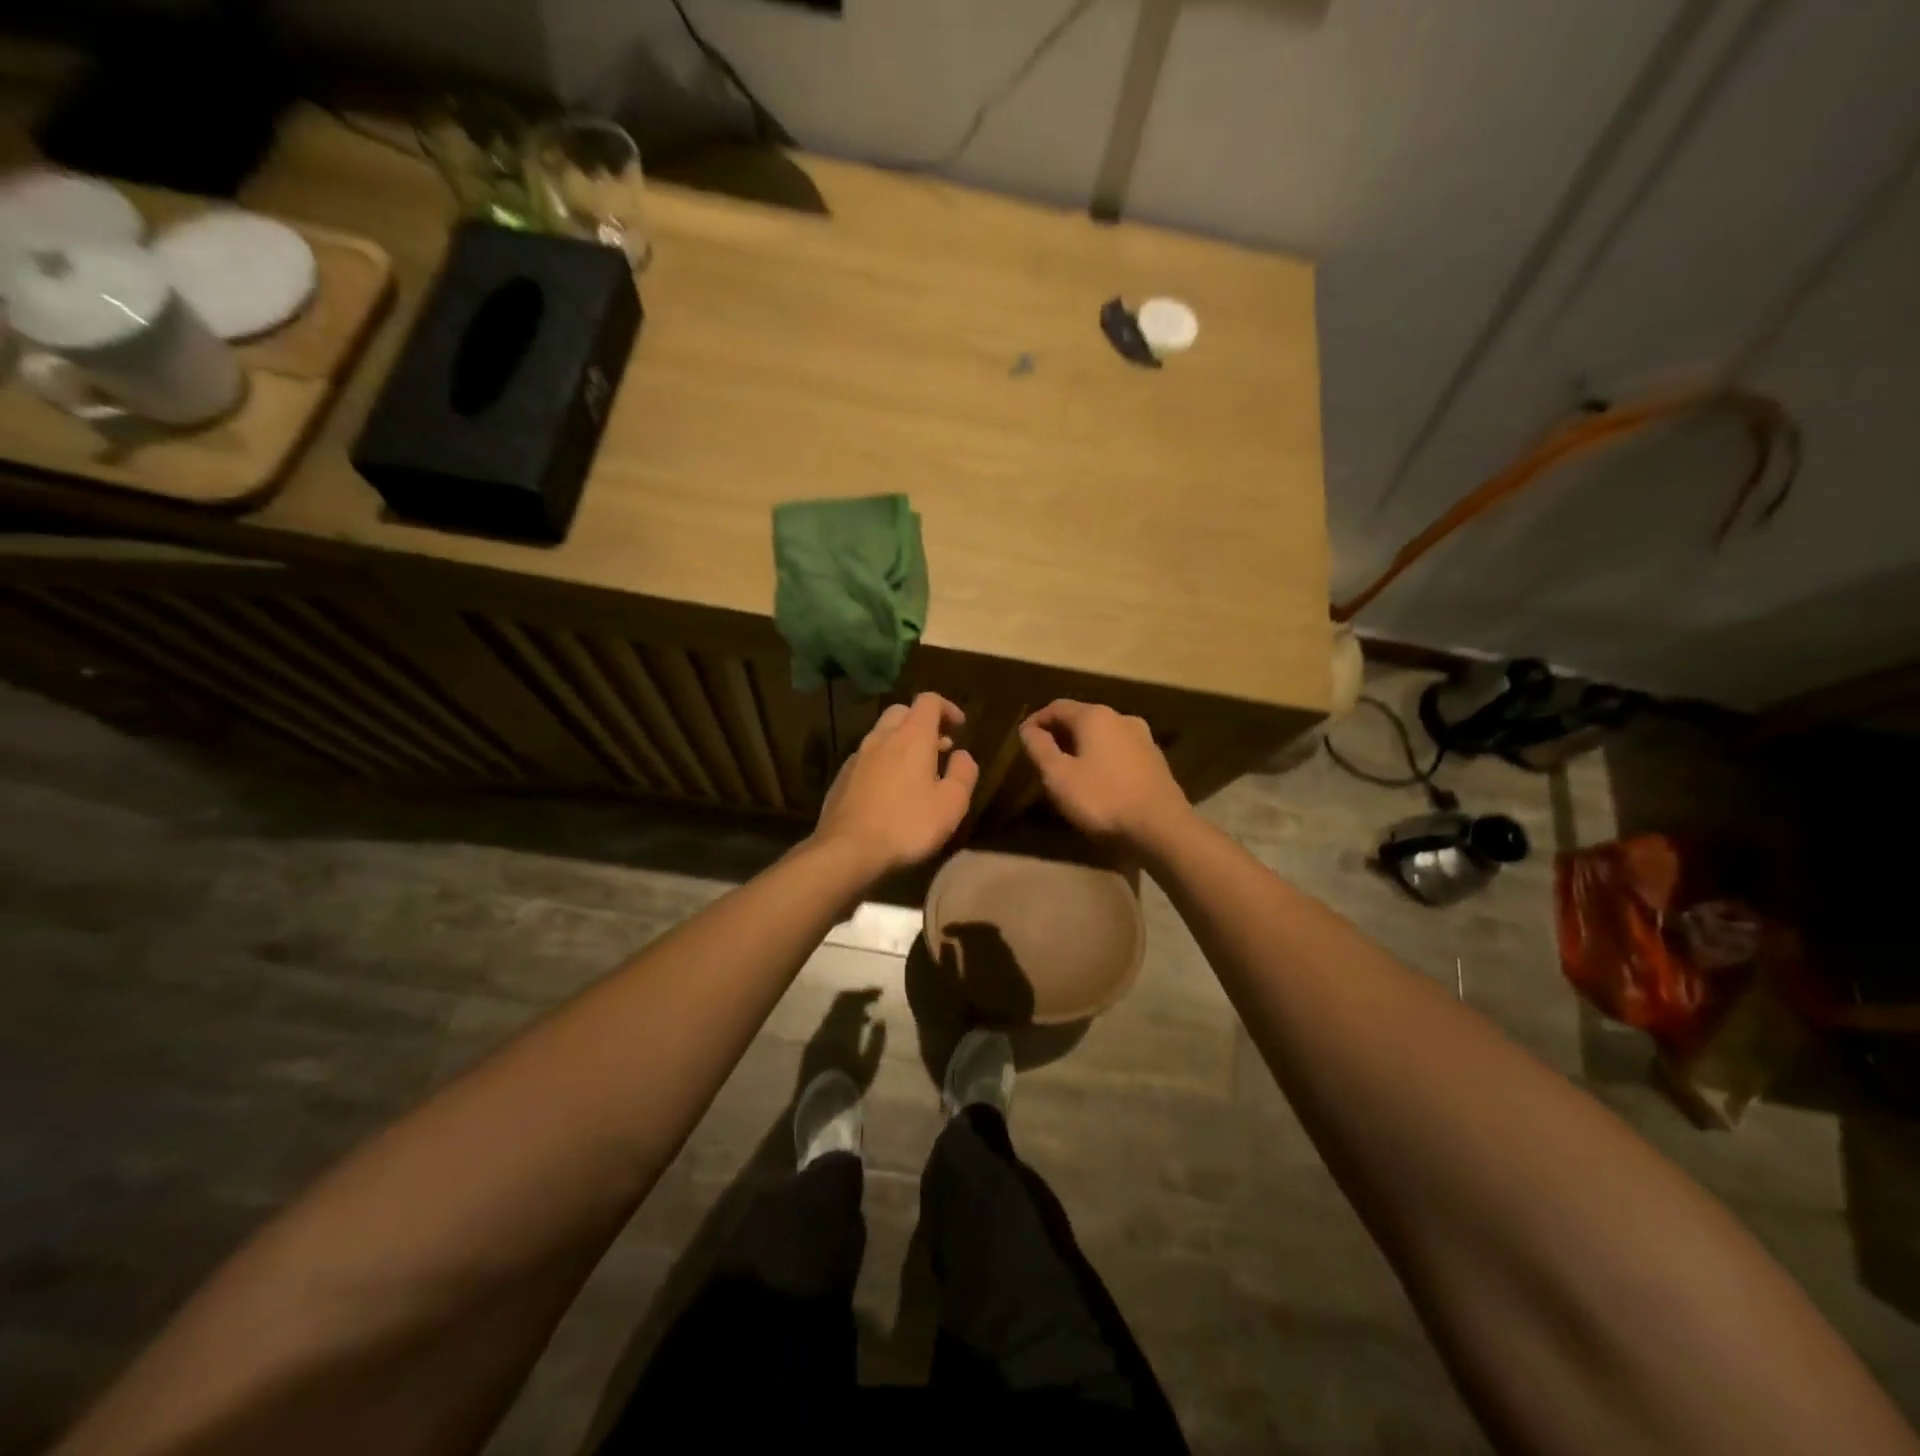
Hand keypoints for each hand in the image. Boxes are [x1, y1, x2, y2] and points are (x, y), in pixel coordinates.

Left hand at [812, 693, 977, 875]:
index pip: (929, 700)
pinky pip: (867, 757)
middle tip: (939, 746)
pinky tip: (889, 790)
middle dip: (922, 722)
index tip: (960, 727)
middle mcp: (882, 737)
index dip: (947, 708)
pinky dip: (883, 761)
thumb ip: (963, 773)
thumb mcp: (952, 803)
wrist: (848, 849)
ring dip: (901, 743)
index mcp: (912, 736)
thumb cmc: (908, 824)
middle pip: (902, 712)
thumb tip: (962, 754)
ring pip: (882, 734)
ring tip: (916, 771)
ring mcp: (857, 756)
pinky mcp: (842, 776)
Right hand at [1018, 700, 1190, 848]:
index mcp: (1095, 717)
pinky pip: (1120, 751)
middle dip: (1060, 733)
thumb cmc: (1102, 799)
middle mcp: (1121, 718)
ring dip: (1083, 746)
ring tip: (1070, 769)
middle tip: (1043, 756)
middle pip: (1082, 718)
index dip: (1036, 721)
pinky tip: (1099, 780)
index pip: (1057, 707)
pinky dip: (1103, 758)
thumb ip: (1039, 748)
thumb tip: (1028, 729)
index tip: (1023, 739)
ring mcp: (1143, 739)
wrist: (1162, 828)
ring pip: (1103, 735)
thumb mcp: (1058, 777)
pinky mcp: (1156, 761)